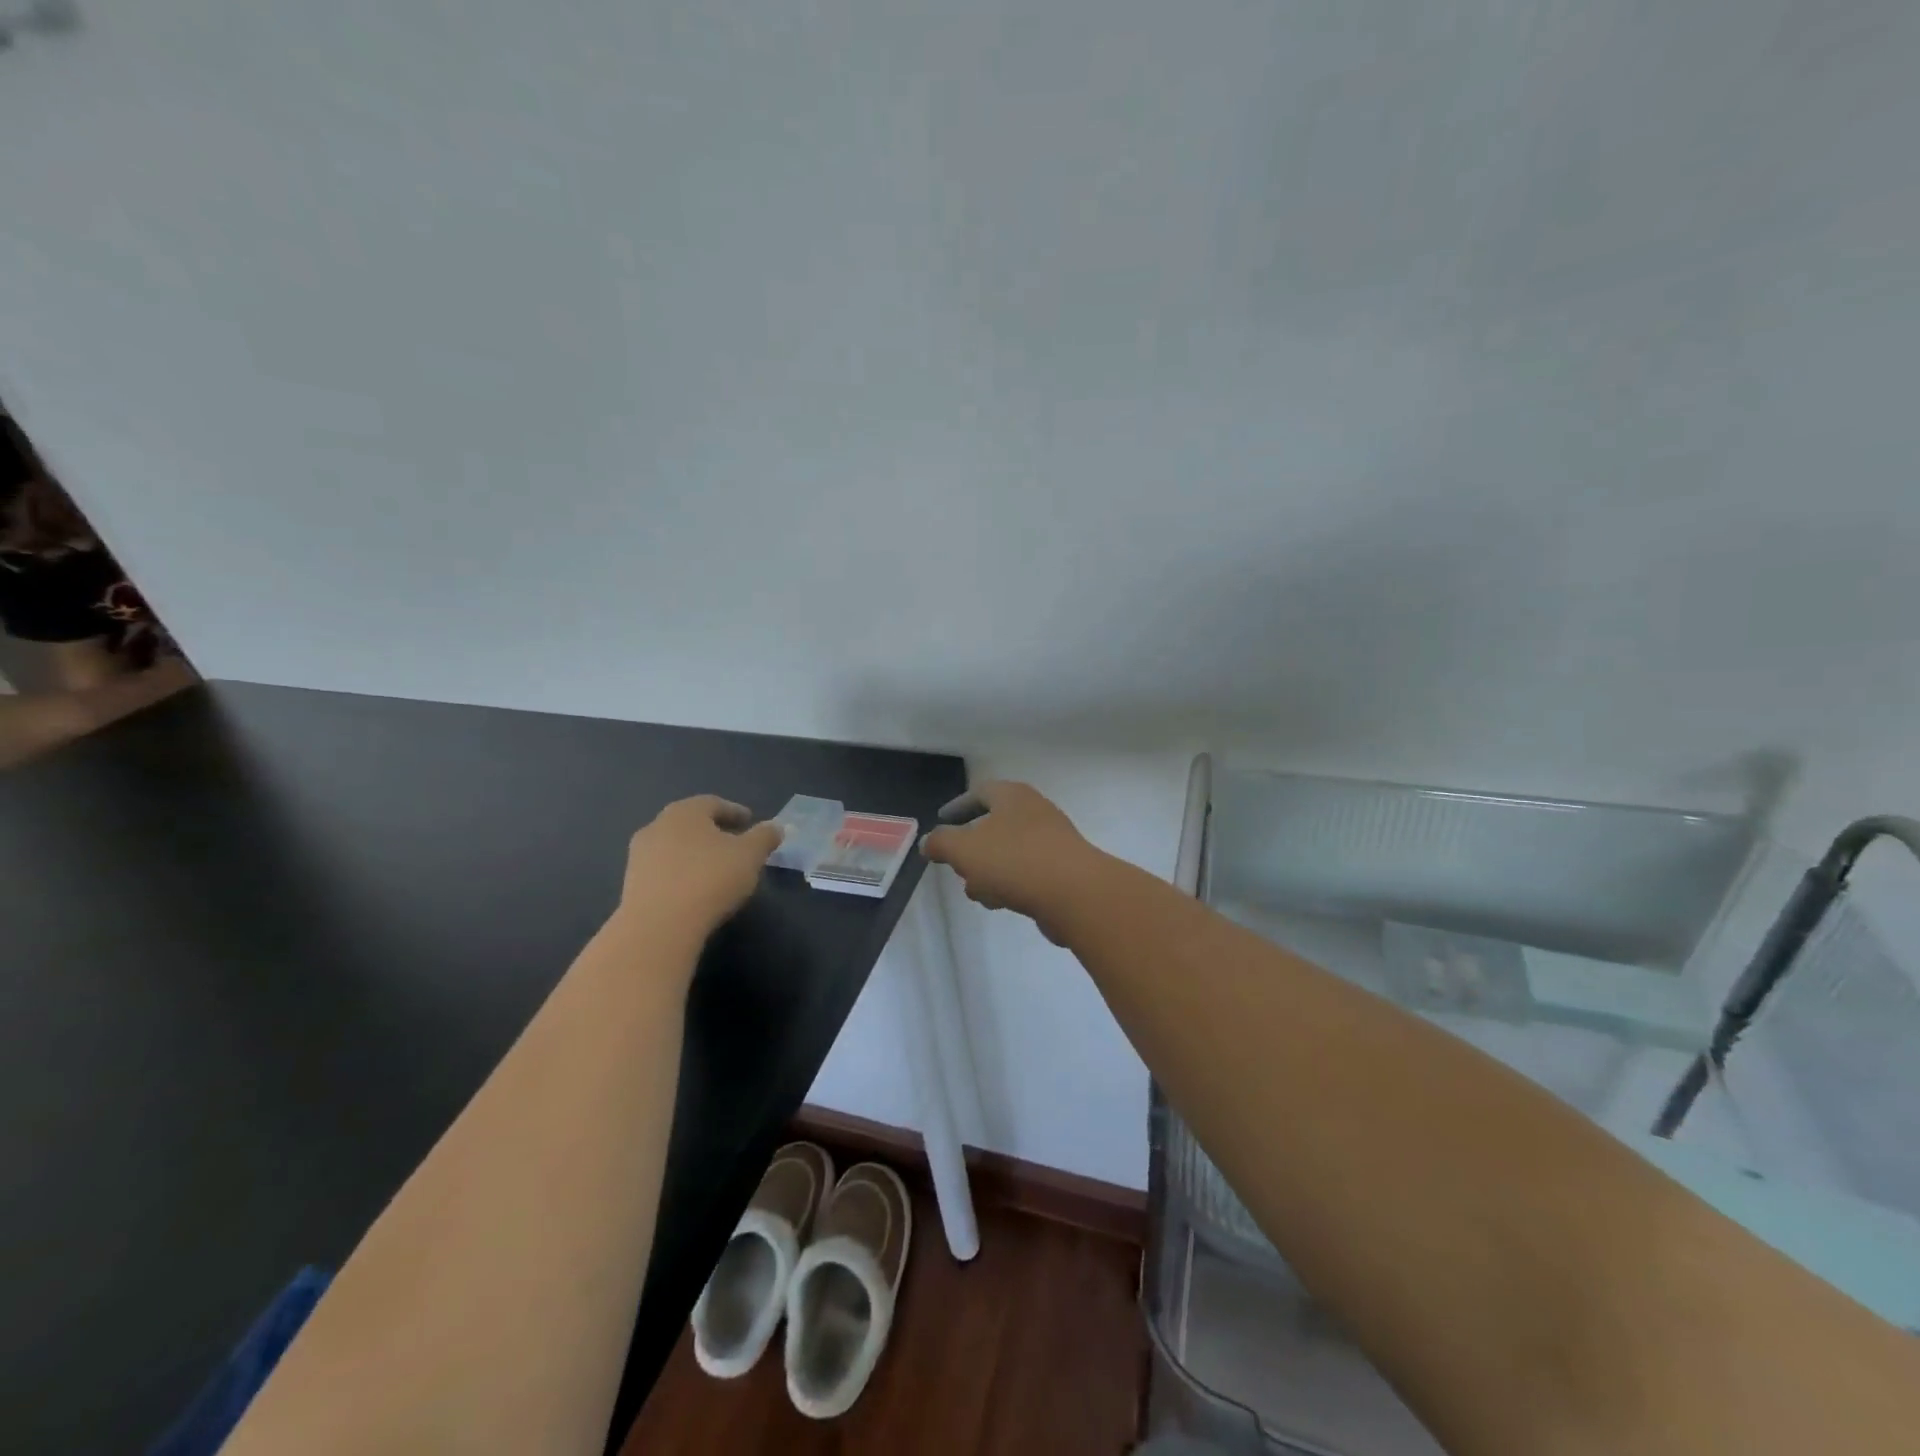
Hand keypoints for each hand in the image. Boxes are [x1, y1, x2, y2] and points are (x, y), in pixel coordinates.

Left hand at [619, 795, 782, 940]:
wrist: (658, 926)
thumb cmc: (709, 879)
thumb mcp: (750, 855)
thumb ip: (765, 837)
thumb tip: (776, 827)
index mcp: (685, 812)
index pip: (713, 803)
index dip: (734, 811)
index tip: (749, 821)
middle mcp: (657, 826)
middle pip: (690, 823)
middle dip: (713, 831)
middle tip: (733, 843)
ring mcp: (639, 856)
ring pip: (674, 847)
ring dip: (694, 853)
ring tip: (715, 869)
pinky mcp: (631, 885)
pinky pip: (663, 871)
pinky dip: (681, 874)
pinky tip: (694, 890)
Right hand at [920, 781, 1101, 944]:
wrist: (1076, 894)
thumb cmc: (1014, 861)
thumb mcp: (964, 849)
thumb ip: (941, 843)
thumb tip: (929, 842)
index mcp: (1012, 796)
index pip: (979, 793)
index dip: (957, 807)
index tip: (940, 821)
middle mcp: (1035, 811)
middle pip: (994, 824)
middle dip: (971, 847)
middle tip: (956, 864)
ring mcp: (1052, 841)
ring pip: (1009, 852)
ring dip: (988, 871)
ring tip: (976, 892)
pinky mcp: (1063, 870)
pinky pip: (1027, 873)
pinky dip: (1009, 884)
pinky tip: (1002, 903)